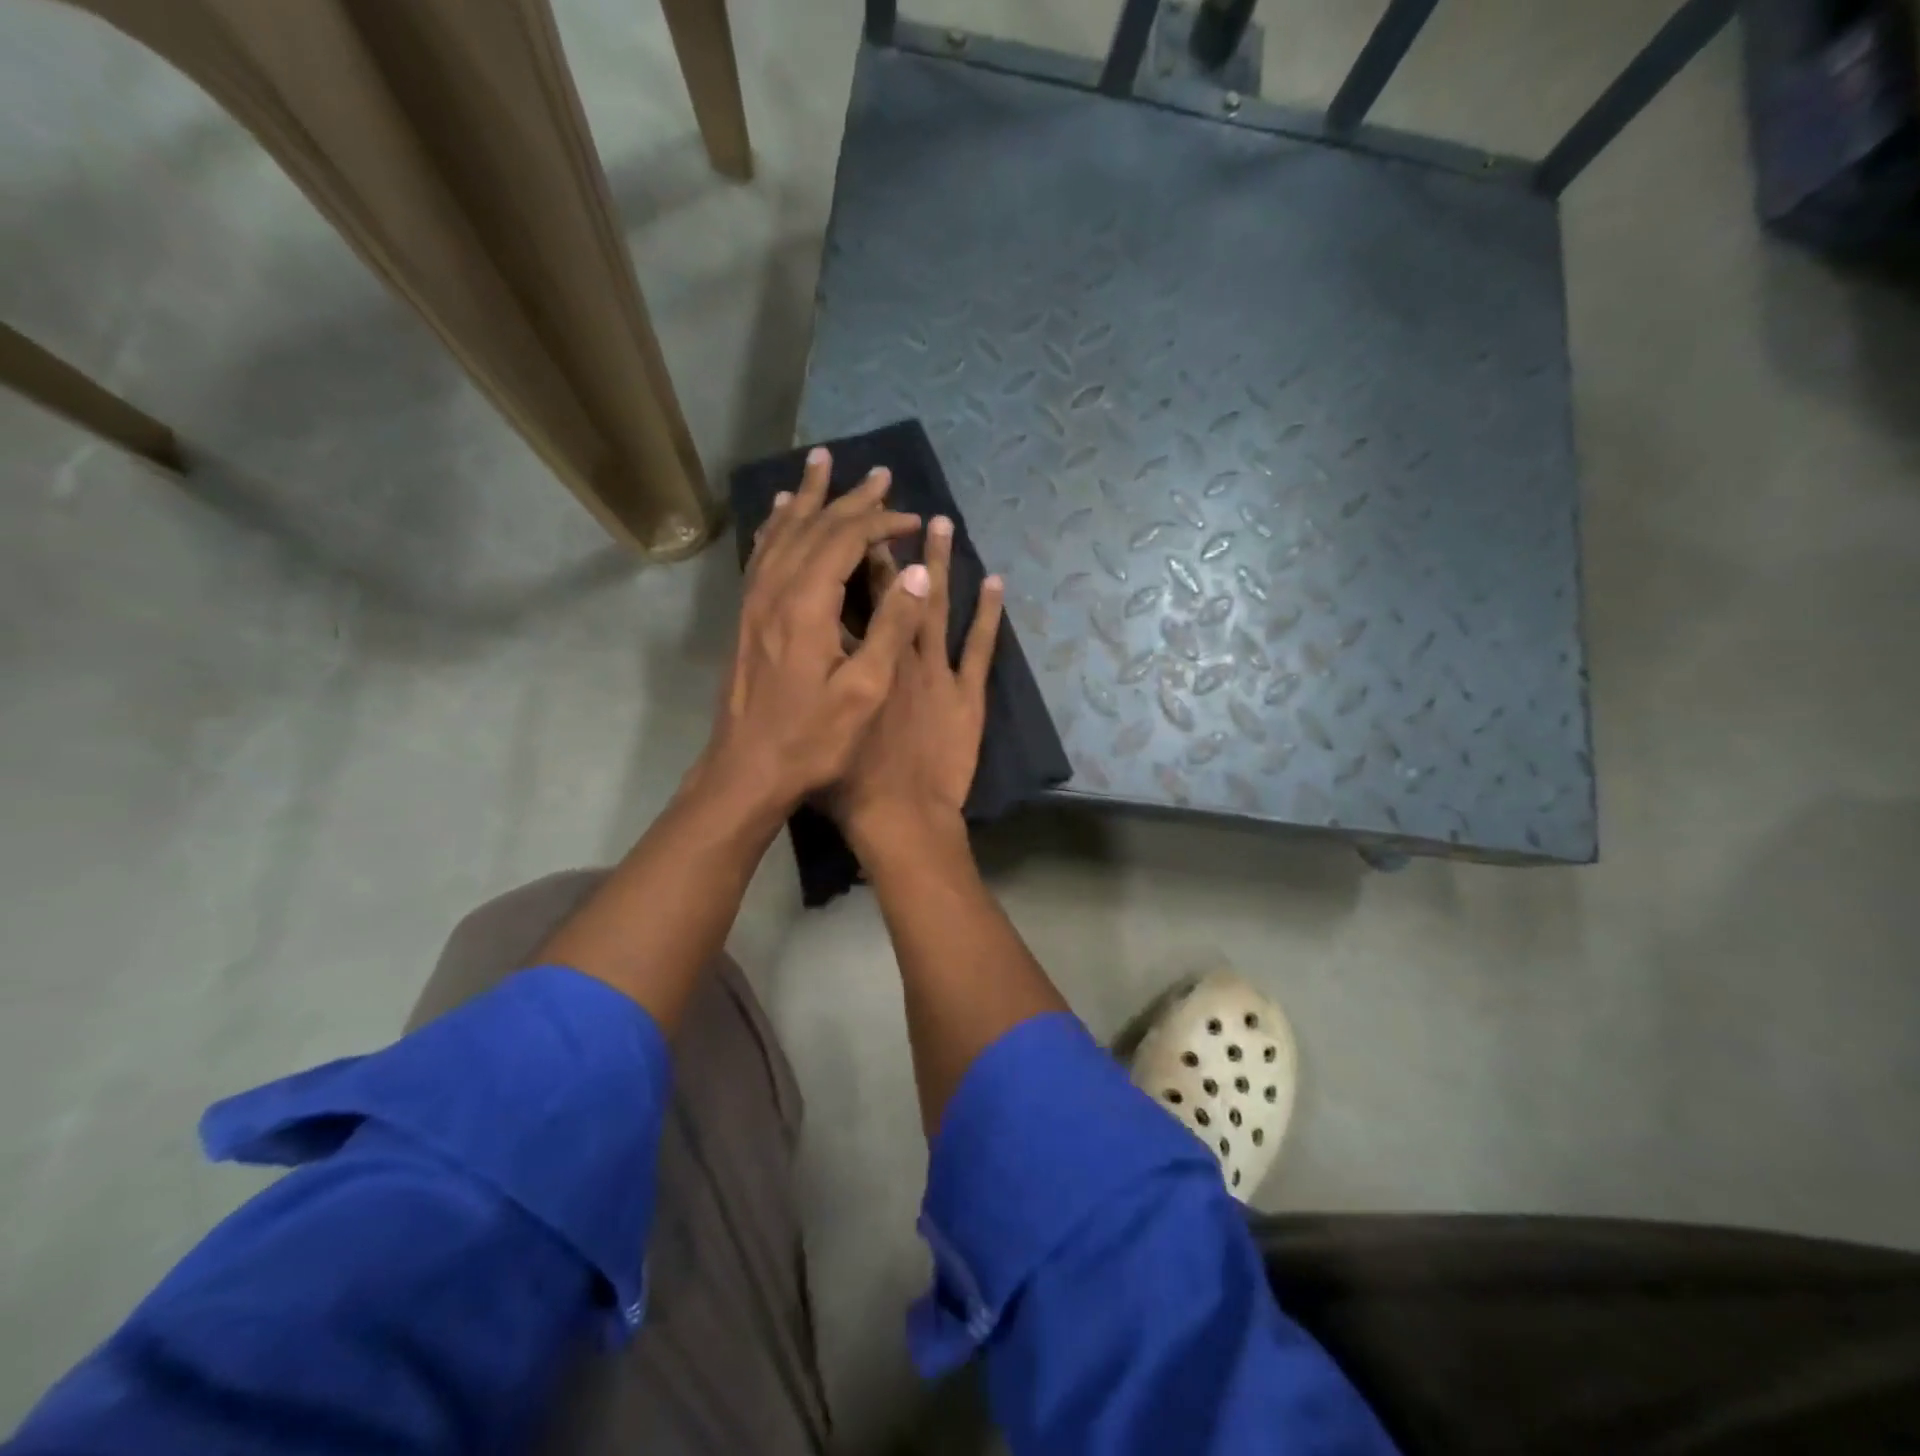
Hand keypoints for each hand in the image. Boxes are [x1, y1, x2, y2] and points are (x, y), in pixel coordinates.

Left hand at [696, 447, 930, 818]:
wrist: (747, 769)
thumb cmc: (811, 738)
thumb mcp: (864, 691)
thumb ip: (891, 627)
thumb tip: (918, 572)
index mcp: (806, 603)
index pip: (846, 540)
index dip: (882, 522)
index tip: (915, 519)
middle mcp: (774, 590)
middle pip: (813, 526)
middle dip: (849, 498)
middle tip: (878, 472)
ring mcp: (754, 602)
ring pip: (782, 533)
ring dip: (808, 499)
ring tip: (820, 465)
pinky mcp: (745, 617)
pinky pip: (761, 555)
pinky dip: (776, 527)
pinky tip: (779, 517)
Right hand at [828, 514, 1003, 855]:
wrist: (900, 815)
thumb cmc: (852, 779)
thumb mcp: (827, 723)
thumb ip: (822, 682)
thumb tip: (811, 648)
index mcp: (862, 662)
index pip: (855, 601)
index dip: (854, 562)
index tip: (858, 527)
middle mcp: (900, 655)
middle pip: (898, 592)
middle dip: (895, 549)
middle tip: (899, 509)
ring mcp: (937, 673)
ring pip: (940, 607)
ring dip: (942, 562)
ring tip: (944, 522)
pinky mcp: (967, 695)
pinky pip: (980, 647)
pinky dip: (989, 613)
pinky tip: (995, 581)